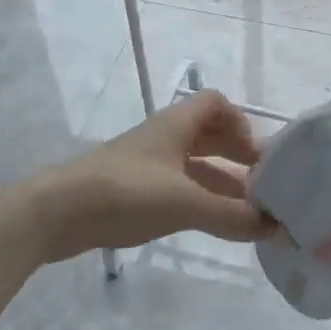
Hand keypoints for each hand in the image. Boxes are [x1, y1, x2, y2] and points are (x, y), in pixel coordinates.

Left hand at [21, 91, 272, 263]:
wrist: (55, 213)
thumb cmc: (125, 192)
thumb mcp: (184, 202)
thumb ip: (230, 215)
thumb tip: (275, 225)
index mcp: (177, 124)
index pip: (217, 104)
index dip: (241, 122)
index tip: (257, 155)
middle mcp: (165, 137)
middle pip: (210, 134)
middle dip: (237, 155)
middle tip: (263, 186)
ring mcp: (148, 164)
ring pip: (194, 164)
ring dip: (221, 182)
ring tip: (247, 212)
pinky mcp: (134, 190)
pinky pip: (178, 186)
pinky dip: (199, 199)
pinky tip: (212, 224)